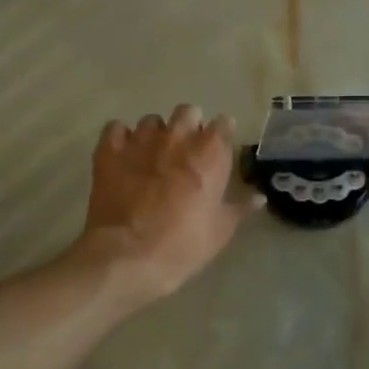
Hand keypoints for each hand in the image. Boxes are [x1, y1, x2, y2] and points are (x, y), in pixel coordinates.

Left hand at [79, 105, 263, 300]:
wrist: (127, 256)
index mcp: (210, 152)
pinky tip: (123, 156)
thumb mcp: (220, 231)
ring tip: (152, 156)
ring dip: (156, 134)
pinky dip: (121, 139)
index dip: (221, 136)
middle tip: (186, 152)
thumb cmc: (183, 245)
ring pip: (152, 121)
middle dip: (189, 126)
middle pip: (188, 112)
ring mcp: (141, 140)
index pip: (223, 124)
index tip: (219, 150)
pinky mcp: (109, 150)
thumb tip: (258, 197)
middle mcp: (177, 136)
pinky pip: (116, 129)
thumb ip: (239, 208)